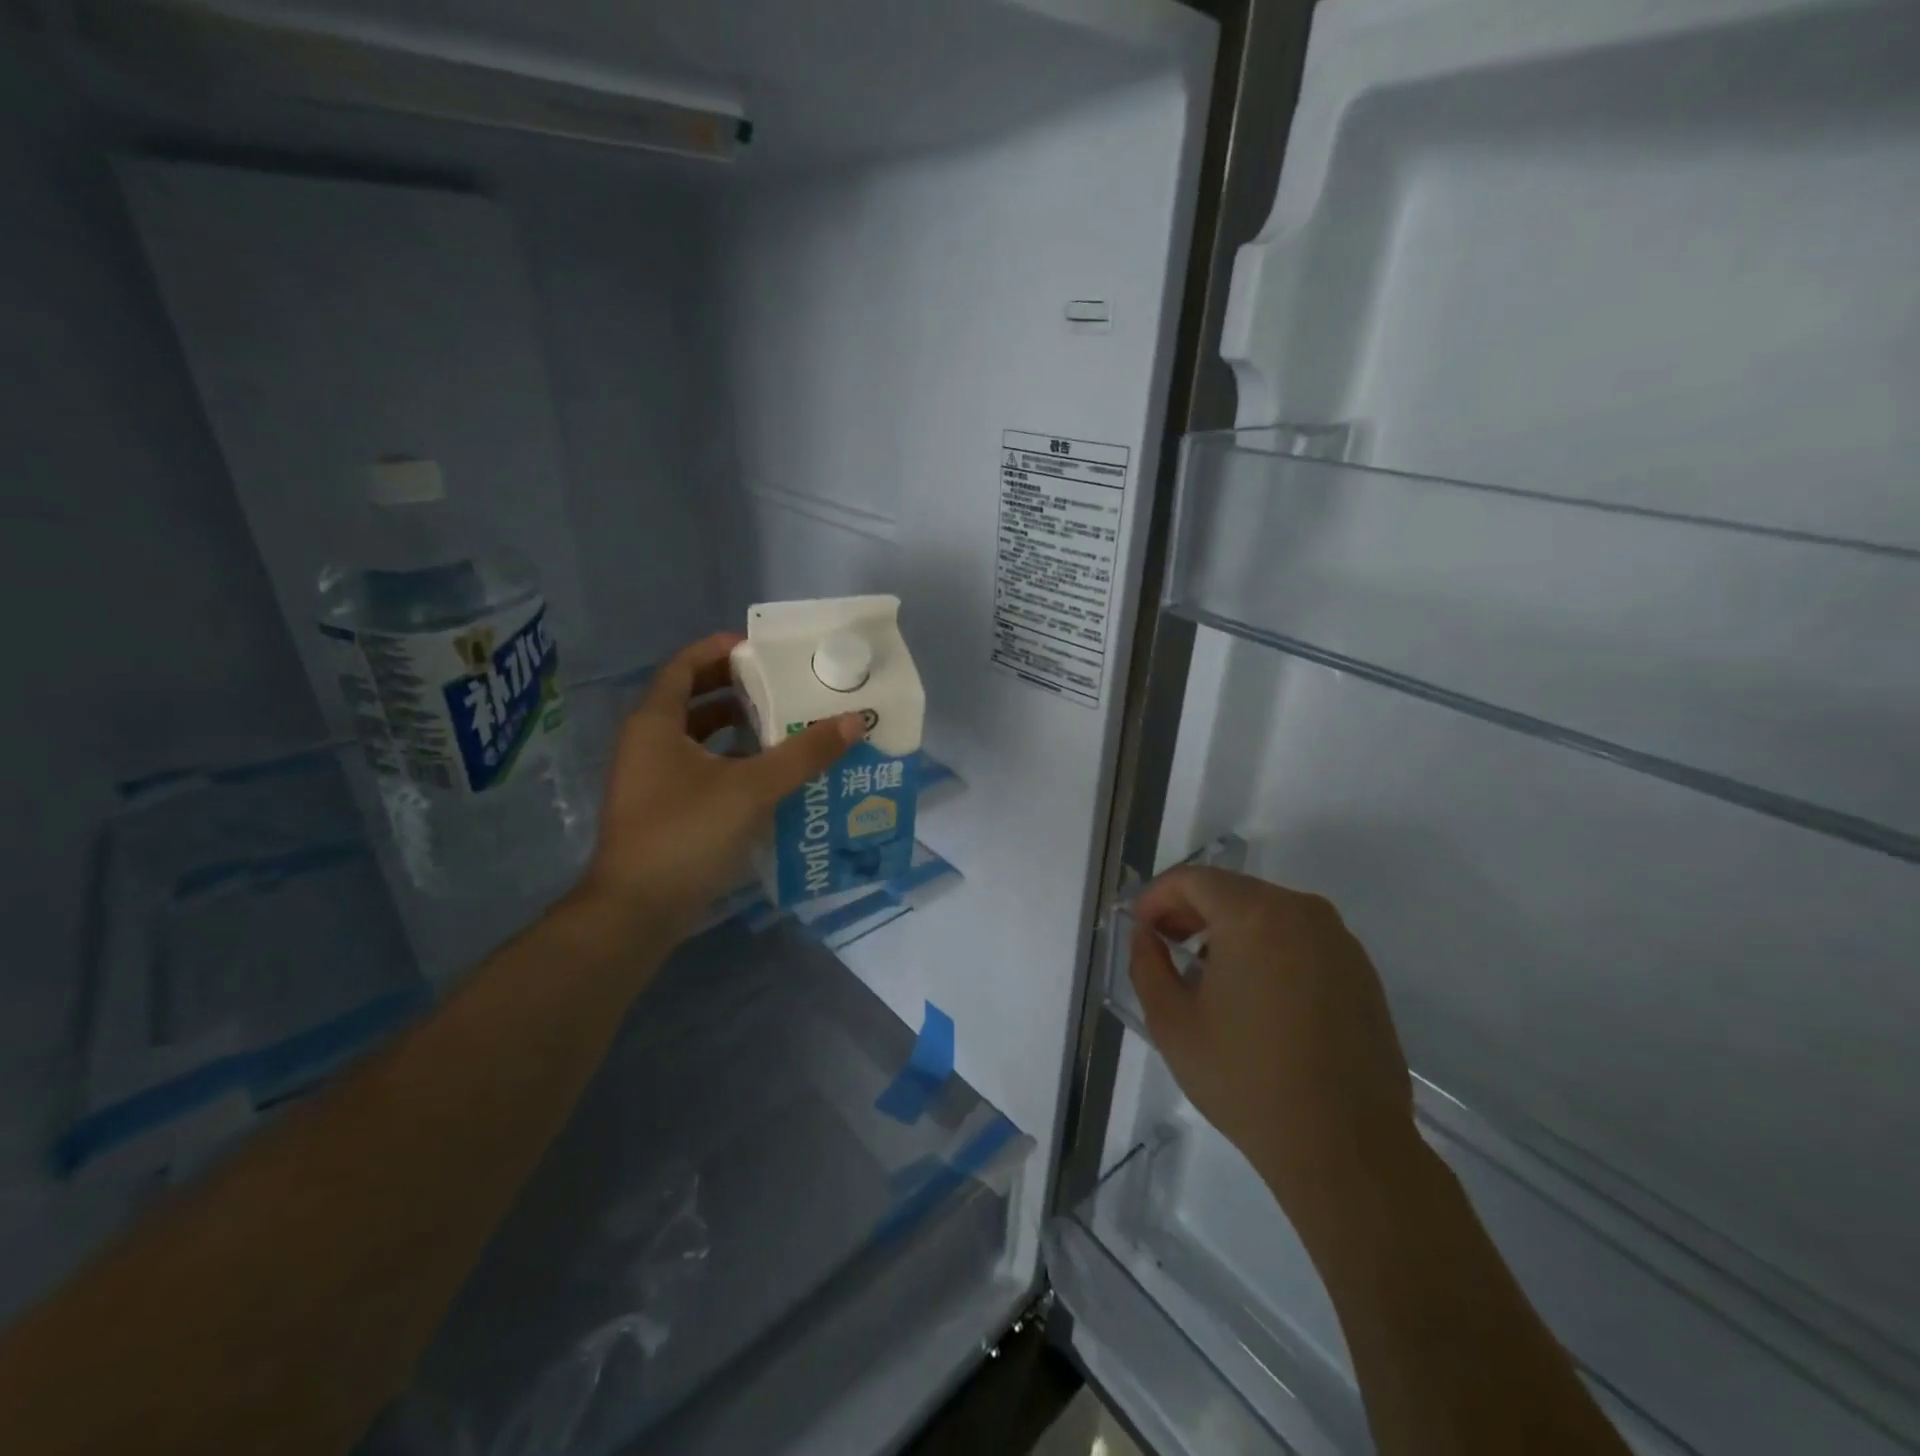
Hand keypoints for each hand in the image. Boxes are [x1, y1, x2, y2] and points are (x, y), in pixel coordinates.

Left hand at [579, 632, 861, 935]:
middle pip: (692, 698)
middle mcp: (647, 743)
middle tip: (782, 684)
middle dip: (736, 688)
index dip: (720, 650)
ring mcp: (652, 779)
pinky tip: (768, 775)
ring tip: (784, 724)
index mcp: (656, 723)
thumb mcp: (752, 788)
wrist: (636, 912)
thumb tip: (853, 720)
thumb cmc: (686, 834)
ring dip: (737, 727)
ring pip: (697, 737)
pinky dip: (732, 762)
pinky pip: (701, 769)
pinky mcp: (663, 810)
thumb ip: (803, 754)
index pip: (685, 666)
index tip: (762, 648)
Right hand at [1130, 866, 1420, 1236]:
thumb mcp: (1171, 1023)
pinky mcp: (1361, 971)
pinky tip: (1256, 996)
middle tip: (1166, 947)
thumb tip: (1146, 934)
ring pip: (1267, 912)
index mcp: (1254, 915)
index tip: (1141, 928)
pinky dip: (1267, 948)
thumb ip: (1146, 964)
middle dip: (1191, 911)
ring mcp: (1339, 940)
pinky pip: (1300, 938)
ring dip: (1229, 929)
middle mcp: (1302, 912)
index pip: (1193, 880)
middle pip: (1232, 890)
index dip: (1157, 897)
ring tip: (1208, 975)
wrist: (1346, 1147)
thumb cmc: (1246, 1080)